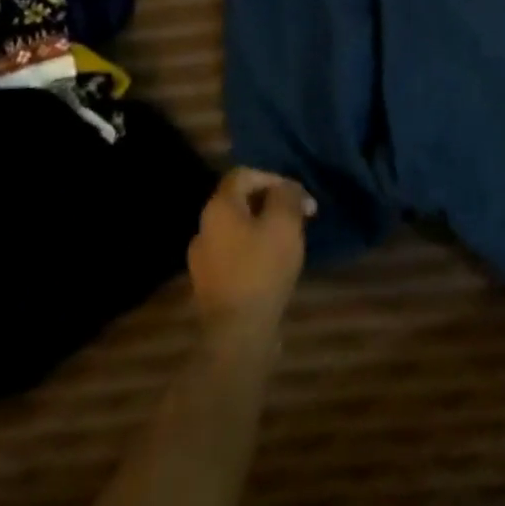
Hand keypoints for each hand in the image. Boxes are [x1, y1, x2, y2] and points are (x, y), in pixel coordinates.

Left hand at [187, 166, 316, 329]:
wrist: (238, 331)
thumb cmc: (263, 268)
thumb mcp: (284, 223)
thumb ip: (287, 196)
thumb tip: (286, 187)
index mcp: (219, 208)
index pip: (242, 174)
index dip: (273, 177)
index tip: (297, 195)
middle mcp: (204, 228)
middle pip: (240, 201)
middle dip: (272, 203)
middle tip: (301, 216)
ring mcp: (203, 258)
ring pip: (238, 228)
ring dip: (265, 226)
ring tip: (291, 240)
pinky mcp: (210, 282)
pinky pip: (235, 252)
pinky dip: (255, 249)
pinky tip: (274, 264)